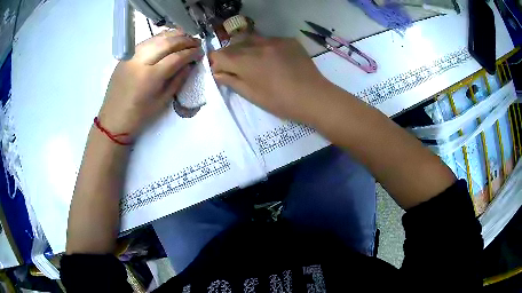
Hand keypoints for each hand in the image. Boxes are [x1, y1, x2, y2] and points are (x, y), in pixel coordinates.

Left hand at [98, 29, 202, 140]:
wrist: (113, 119)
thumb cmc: (139, 115)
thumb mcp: (162, 101)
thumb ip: (178, 80)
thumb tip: (190, 64)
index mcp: (150, 77)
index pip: (176, 57)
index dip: (190, 53)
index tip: (201, 51)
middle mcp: (140, 61)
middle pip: (167, 43)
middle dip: (185, 40)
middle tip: (197, 41)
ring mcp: (131, 56)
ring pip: (156, 38)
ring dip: (174, 35)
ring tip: (186, 36)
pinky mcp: (126, 56)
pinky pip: (146, 42)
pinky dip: (160, 38)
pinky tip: (168, 39)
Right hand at [209, 36, 332, 121]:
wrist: (314, 96)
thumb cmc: (280, 101)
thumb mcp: (252, 95)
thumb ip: (232, 81)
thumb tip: (217, 73)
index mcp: (245, 61)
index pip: (220, 54)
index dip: (216, 62)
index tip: (221, 70)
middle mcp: (257, 45)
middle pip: (234, 45)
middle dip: (230, 55)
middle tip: (237, 68)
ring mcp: (274, 40)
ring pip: (251, 39)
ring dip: (246, 48)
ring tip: (254, 61)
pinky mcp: (288, 40)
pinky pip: (270, 40)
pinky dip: (265, 47)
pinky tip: (274, 59)